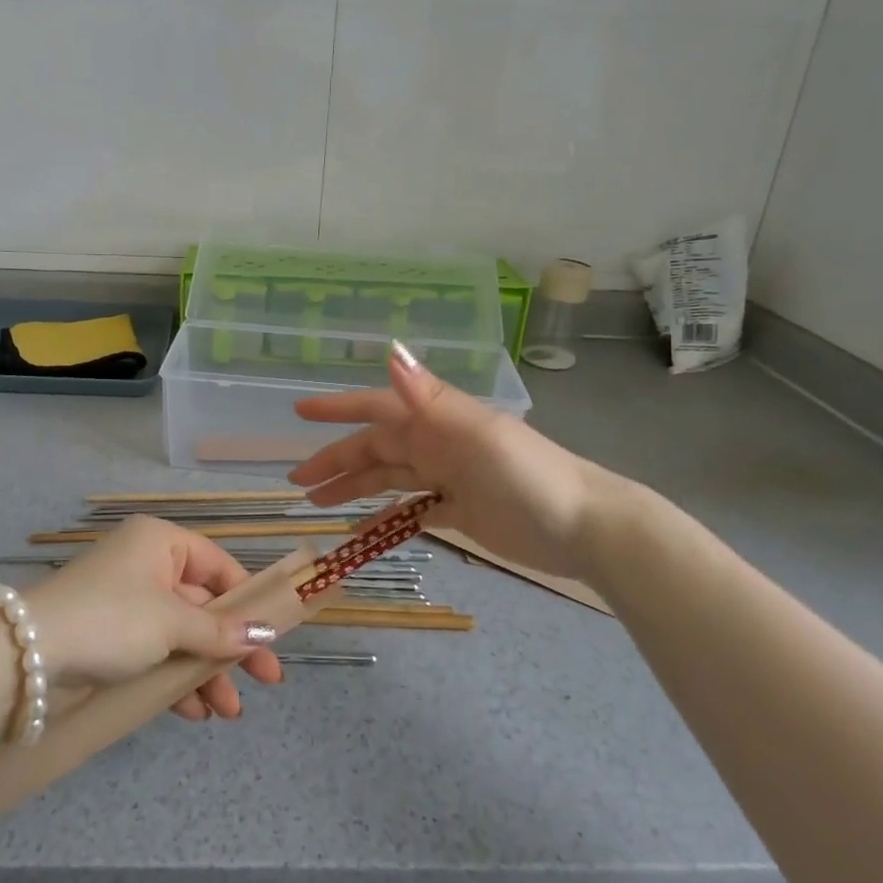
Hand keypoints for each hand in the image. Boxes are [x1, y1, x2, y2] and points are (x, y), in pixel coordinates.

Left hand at [20, 515, 283, 720]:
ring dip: (205, 672)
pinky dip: (174, 680)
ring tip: (228, 712)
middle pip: (202, 606)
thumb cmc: (110, 619)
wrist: (24, 658)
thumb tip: (263, 634)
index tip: (272, 635)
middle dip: (230, 647)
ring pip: (180, 635)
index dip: (247, 600)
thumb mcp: (171, 622)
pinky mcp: (110, 640)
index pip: (218, 565)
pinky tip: (193, 712)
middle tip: (266, 681)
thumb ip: (219, 631)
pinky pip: (155, 654)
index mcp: (159, 543)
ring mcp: (126, 605)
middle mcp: (145, 566)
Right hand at [290, 342, 601, 576]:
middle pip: (374, 448)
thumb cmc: (528, 476)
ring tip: (317, 504)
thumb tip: (390, 350)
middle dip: (335, 460)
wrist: (585, 527)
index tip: (299, 412)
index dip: (337, 408)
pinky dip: (385, 520)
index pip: (376, 407)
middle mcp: (436, 443)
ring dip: (353, 488)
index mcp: (436, 421)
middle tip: (296, 482)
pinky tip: (362, 533)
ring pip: (388, 478)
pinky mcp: (459, 510)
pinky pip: (411, 512)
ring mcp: (447, 477)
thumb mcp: (476, 435)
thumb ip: (428, 398)